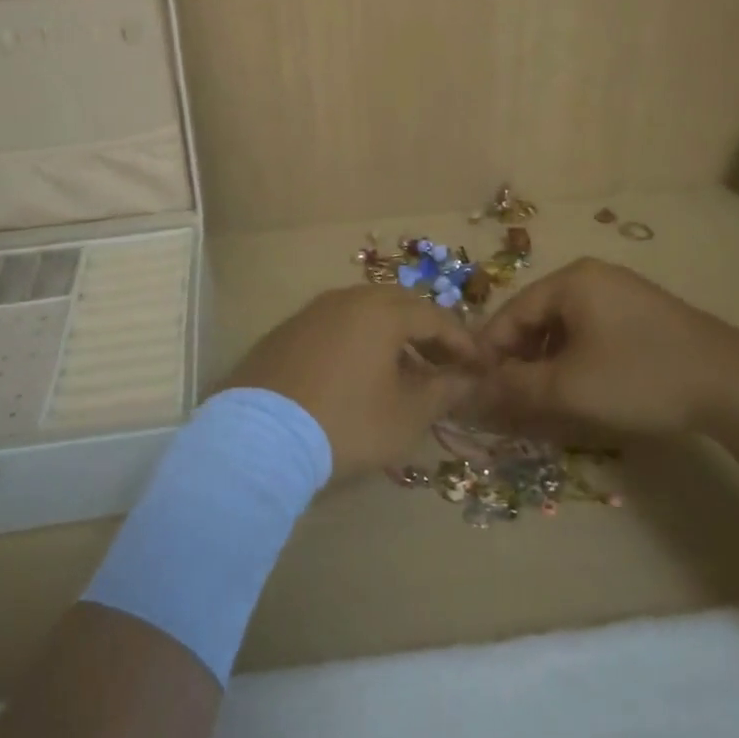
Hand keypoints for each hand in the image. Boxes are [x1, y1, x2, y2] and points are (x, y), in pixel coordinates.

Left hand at [227, 286, 486, 476]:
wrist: (260, 438)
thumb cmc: (346, 423)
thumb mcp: (406, 415)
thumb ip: (443, 391)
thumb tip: (466, 379)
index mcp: (380, 311)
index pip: (433, 316)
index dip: (461, 341)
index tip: (478, 366)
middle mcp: (345, 299)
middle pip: (398, 305)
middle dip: (426, 332)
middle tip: (443, 364)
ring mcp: (311, 312)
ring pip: (364, 313)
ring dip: (391, 336)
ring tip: (403, 372)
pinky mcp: (285, 332)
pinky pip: (335, 325)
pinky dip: (358, 341)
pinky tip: (358, 373)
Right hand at [477, 258, 738, 438]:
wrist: (736, 385)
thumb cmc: (640, 377)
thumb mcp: (568, 387)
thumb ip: (514, 387)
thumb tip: (472, 392)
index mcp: (570, 280)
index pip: (510, 313)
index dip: (488, 353)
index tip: (474, 389)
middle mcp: (592, 276)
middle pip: (536, 318)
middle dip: (518, 360)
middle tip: (507, 399)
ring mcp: (622, 293)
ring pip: (564, 328)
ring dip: (546, 363)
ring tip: (541, 399)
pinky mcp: (644, 314)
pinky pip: (591, 332)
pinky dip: (575, 360)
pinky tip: (579, 388)